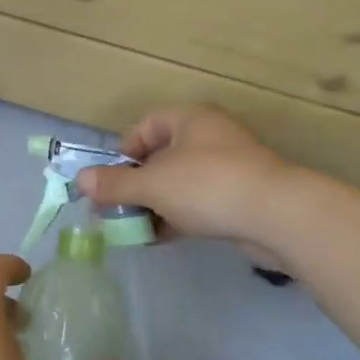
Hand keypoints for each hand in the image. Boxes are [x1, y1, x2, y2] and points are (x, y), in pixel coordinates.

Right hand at [75, 104, 298, 265]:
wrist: (278, 217)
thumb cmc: (207, 186)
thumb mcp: (151, 184)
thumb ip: (114, 184)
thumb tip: (80, 181)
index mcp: (190, 120)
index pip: (146, 125)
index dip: (123, 150)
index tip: (109, 178)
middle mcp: (210, 138)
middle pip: (160, 157)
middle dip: (135, 184)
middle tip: (114, 208)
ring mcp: (228, 169)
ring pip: (179, 183)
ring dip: (153, 204)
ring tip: (132, 228)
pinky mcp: (240, 199)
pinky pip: (198, 204)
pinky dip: (177, 218)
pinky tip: (160, 238)